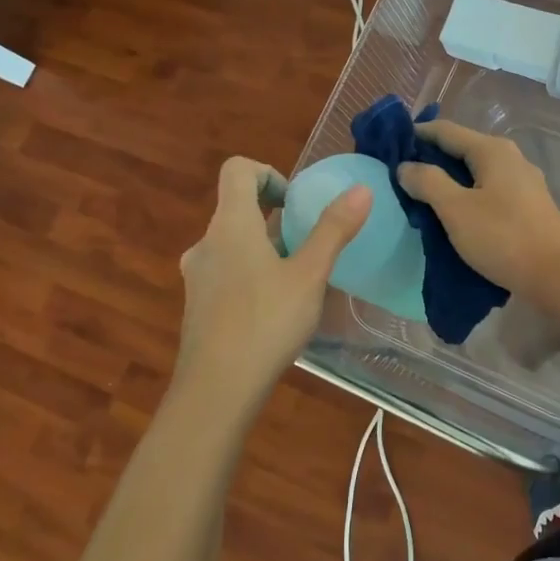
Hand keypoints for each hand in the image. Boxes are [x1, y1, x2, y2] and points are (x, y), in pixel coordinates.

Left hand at [175, 156, 370, 408]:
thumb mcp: (310, 275)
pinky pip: (228, 272)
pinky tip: (278, 310)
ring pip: (234, 243)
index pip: (237, 170)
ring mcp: (198, 276)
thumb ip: (334, 230)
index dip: (269, 173)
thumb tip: (361, 189)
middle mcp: (207, 243)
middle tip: (309, 244)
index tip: (296, 203)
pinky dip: (253, 274)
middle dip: (276, 217)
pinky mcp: (198, 306)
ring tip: (300, 279)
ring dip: (266, 248)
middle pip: (237, 207)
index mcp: (230, 225)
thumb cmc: (265, 323)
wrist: (216, 391)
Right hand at [397, 121, 559, 295]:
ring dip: (449, 180)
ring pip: (476, 172)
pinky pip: (488, 190)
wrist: (558, 275)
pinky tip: (454, 214)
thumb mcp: (456, 209)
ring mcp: (522, 182)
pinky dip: (467, 195)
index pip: (445, 130)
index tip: (389, 147)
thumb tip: (405, 166)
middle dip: (431, 159)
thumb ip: (427, 182)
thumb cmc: (503, 237)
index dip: (416, 135)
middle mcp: (510, 157)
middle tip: (399, 176)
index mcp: (492, 150)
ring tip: (421, 196)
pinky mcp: (528, 205)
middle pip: (462, 149)